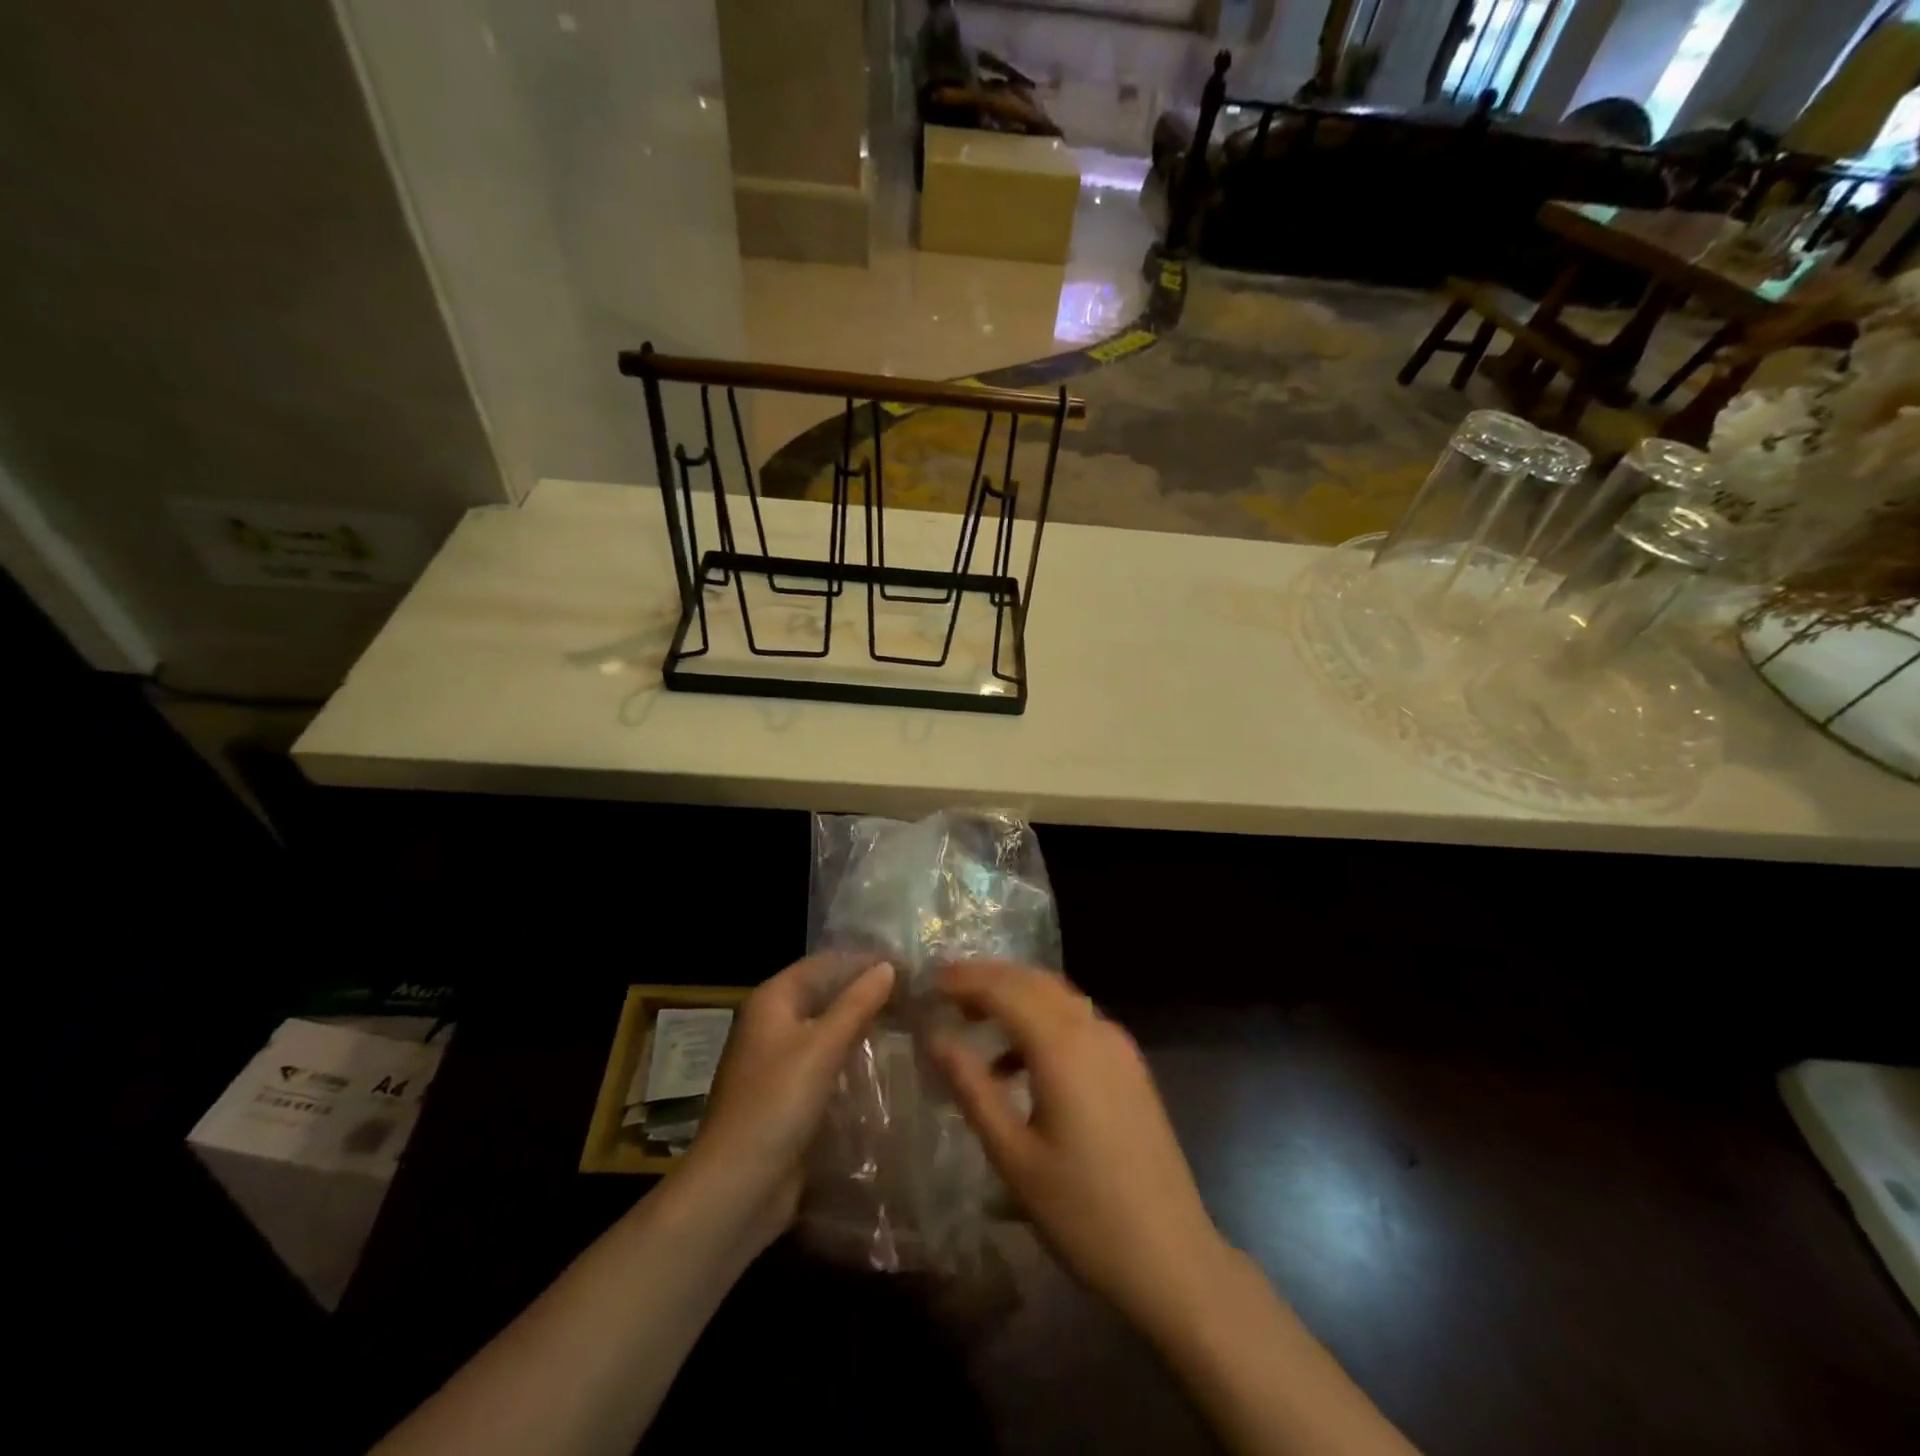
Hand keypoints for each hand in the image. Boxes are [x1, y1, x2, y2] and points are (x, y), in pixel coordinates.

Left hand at [686, 955, 893, 1250]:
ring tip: (911, 1022)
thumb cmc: (776, 1105)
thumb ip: (856, 1004)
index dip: (863, 960)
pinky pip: (826, 1062)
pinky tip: (886, 1062)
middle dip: (866, 993)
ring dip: (863, 1026)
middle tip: (916, 995)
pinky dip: (853, 1057)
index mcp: (771, 1000)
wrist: (737, 1188)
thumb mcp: (821, 1048)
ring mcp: (779, 1061)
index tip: (908, 964)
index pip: (824, 962)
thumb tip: (887, 966)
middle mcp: (772, 1023)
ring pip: (828, 1030)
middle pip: (826, 994)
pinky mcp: (788, 1095)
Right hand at [929, 961, 1228, 1330]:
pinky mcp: (1129, 1065)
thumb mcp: (1013, 1156)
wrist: (1172, 1257)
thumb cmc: (1082, 1213)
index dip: (965, 979)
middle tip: (947, 991)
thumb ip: (971, 1088)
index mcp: (1062, 1046)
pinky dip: (1042, 1019)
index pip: (1005, 989)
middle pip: (1033, 981)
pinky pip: (1078, 1019)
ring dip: (1016, 995)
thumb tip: (935, 1038)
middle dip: (989, 978)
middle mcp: (1093, 1029)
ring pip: (1058, 996)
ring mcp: (1118, 1045)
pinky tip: (1019, 1060)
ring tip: (975, 1018)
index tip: (930, 981)